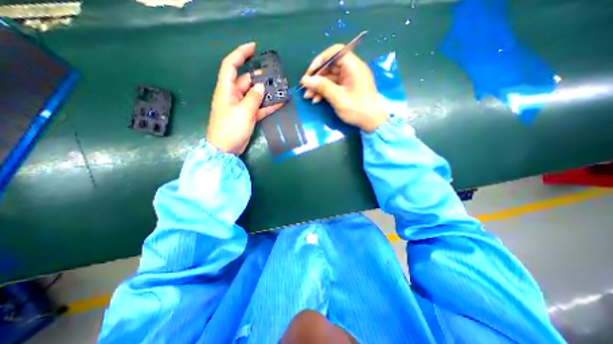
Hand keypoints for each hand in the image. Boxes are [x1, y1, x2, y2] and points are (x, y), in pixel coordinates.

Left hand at [206, 42, 281, 153]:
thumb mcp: (243, 112)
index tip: (254, 48)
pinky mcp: (247, 116)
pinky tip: (280, 103)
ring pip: (255, 95)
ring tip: (280, 89)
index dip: (240, 54)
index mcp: (226, 90)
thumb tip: (260, 87)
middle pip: (247, 81)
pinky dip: (268, 106)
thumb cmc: (230, 128)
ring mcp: (241, 107)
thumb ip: (253, 98)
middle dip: (260, 78)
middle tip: (275, 76)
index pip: (231, 66)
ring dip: (266, 93)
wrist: (226, 149)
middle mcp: (233, 95)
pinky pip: (259, 108)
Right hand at [302, 45, 386, 132]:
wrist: (372, 122)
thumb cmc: (357, 109)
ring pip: (330, 78)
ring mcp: (349, 79)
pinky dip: (324, 92)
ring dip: (318, 86)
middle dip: (316, 78)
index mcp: (353, 66)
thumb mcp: (338, 98)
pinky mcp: (347, 88)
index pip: (335, 52)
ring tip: (308, 97)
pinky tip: (316, 100)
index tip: (310, 72)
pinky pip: (333, 86)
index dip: (321, 60)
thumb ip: (322, 87)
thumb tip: (306, 80)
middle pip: (330, 67)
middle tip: (305, 88)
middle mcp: (351, 69)